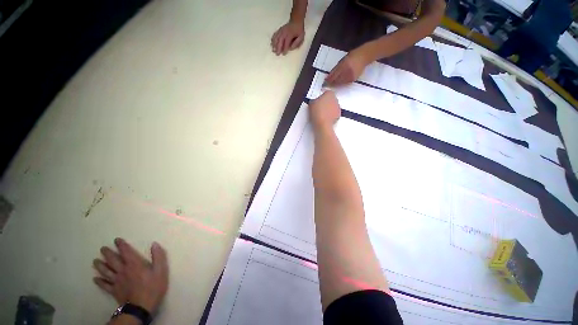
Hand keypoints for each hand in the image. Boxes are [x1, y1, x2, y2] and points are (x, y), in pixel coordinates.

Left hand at [93, 238, 168, 313]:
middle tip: (102, 248)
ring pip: (106, 271)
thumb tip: (154, 244)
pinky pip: (105, 285)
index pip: (126, 252)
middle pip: (113, 260)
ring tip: (95, 261)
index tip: (116, 240)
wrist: (141, 307)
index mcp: (134, 264)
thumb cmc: (153, 287)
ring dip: (100, 266)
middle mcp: (123, 270)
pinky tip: (95, 279)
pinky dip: (99, 281)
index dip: (121, 245)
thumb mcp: (161, 270)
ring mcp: (117, 281)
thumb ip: (158, 256)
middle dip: (107, 253)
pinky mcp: (114, 291)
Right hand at [271, 21, 304, 55]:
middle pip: (280, 40)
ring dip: (274, 44)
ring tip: (273, 50)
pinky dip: (273, 39)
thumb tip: (291, 48)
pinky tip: (271, 43)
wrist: (296, 20)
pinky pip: (275, 34)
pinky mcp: (279, 30)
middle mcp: (284, 32)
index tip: (283, 54)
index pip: (287, 42)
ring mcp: (281, 30)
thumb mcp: (301, 37)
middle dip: (278, 48)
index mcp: (290, 34)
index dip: (285, 48)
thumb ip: (297, 43)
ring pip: (276, 37)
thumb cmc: (299, 30)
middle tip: (277, 54)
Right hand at [309, 91, 340, 129]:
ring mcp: (338, 108)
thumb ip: (314, 100)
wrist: (322, 124)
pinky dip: (330, 115)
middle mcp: (335, 99)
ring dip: (328, 109)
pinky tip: (324, 118)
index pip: (326, 93)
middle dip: (326, 103)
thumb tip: (314, 102)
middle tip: (319, 107)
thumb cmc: (318, 113)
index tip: (317, 101)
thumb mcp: (311, 103)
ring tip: (321, 114)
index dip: (321, 97)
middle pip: (330, 99)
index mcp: (329, 93)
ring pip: (333, 107)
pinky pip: (334, 114)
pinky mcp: (338, 115)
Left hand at [325, 46, 371, 85]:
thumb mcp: (344, 59)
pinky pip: (345, 83)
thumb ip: (337, 67)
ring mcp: (351, 75)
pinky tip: (338, 85)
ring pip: (340, 83)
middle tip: (325, 85)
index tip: (324, 81)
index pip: (334, 74)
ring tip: (330, 85)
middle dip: (331, 83)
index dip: (329, 78)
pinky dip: (340, 84)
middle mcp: (347, 70)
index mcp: (344, 64)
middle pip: (337, 79)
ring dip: (335, 84)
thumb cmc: (353, 55)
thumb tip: (330, 75)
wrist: (365, 56)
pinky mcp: (353, 79)